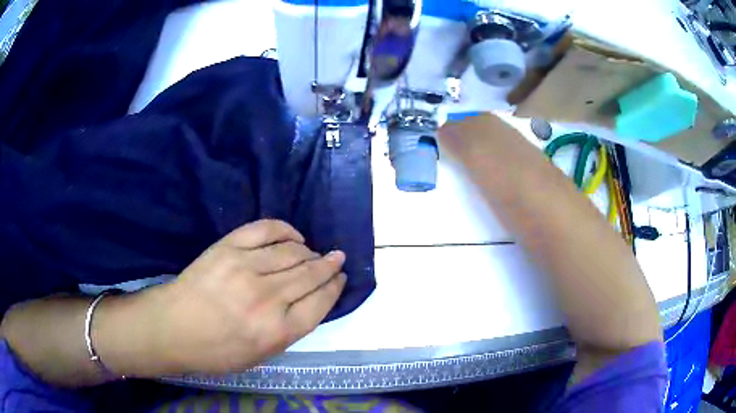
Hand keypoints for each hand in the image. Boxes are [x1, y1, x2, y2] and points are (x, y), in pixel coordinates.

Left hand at [99, 220, 345, 375]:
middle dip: (329, 265)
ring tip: (313, 252)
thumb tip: (311, 301)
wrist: (173, 327)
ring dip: (309, 250)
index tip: (341, 277)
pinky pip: (265, 230)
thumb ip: (289, 330)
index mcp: (277, 331)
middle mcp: (266, 299)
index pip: (320, 303)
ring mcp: (245, 268)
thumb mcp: (260, 356)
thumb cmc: (216, 350)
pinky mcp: (228, 247)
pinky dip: (285, 229)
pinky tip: (294, 235)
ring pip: (292, 252)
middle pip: (310, 275)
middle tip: (337, 259)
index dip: (335, 287)